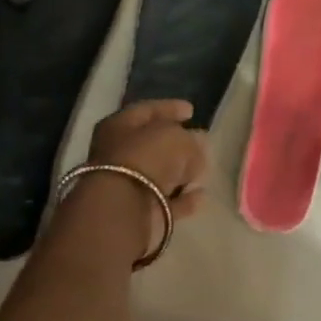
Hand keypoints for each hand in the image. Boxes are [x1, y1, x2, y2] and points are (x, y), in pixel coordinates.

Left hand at [79, 100, 210, 254]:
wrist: (123, 208)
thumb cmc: (147, 158)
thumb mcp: (177, 138)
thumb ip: (190, 140)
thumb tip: (196, 146)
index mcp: (119, 125)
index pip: (147, 110)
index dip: (170, 108)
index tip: (192, 110)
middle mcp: (117, 153)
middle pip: (151, 144)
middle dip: (176, 143)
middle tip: (198, 141)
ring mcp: (126, 185)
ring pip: (158, 174)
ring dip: (179, 172)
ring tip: (202, 169)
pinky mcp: (138, 213)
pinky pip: (165, 201)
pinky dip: (182, 198)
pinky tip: (200, 195)